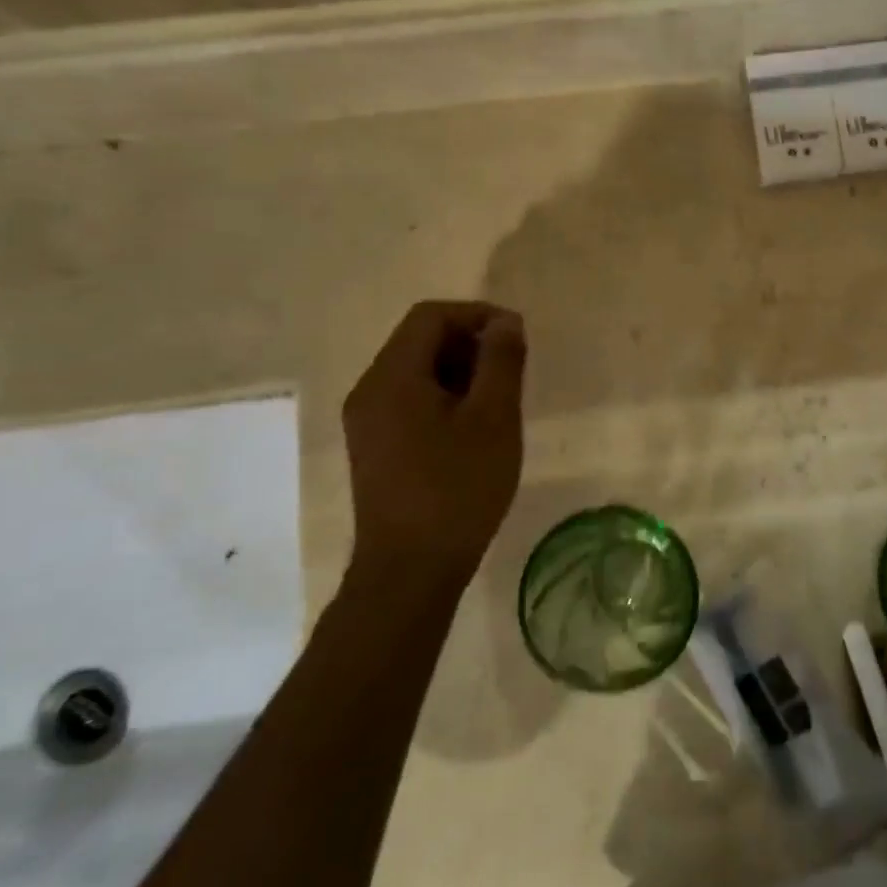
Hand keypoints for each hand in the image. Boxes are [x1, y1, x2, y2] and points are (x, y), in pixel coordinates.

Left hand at [341, 301, 526, 606]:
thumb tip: (505, 321)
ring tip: (501, 404)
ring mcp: (368, 423)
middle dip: (472, 345)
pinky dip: (447, 400)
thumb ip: (501, 362)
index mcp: (391, 377)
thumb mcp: (493, 419)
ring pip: (418, 374)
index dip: (478, 316)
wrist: (410, 570)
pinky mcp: (376, 449)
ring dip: (462, 374)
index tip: (518, 338)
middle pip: (421, 342)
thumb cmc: (457, 489)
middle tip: (515, 374)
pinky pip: (412, 403)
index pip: (431, 316)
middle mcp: (369, 391)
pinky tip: (476, 431)